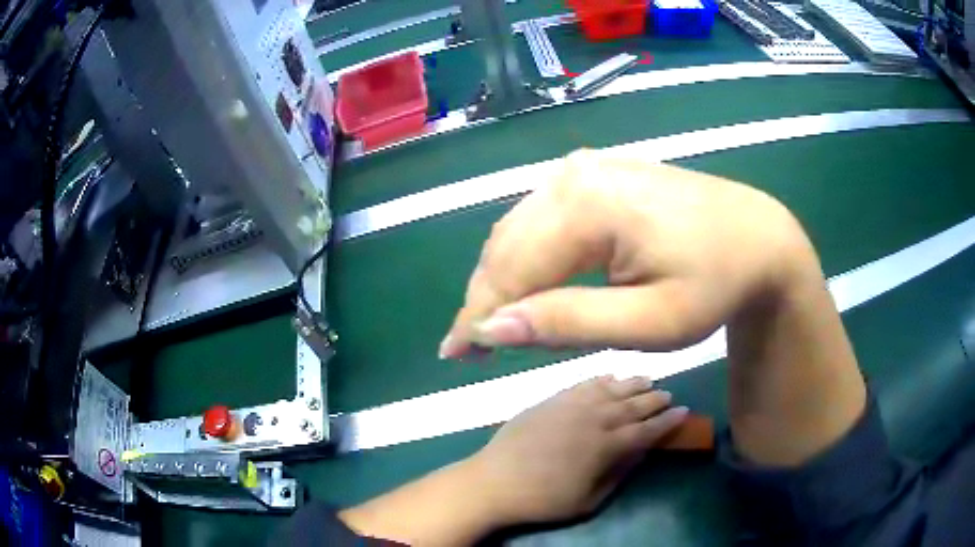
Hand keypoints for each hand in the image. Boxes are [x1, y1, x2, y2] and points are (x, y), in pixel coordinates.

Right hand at [439, 150, 817, 357]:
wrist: (757, 237)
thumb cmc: (716, 284)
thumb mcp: (651, 321)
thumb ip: (570, 322)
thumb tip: (493, 328)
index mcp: (587, 204)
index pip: (513, 268)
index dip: (479, 316)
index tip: (454, 354)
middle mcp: (573, 174)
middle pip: (507, 245)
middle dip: (486, 298)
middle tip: (471, 348)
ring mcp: (582, 169)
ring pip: (518, 230)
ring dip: (503, 279)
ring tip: (496, 325)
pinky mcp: (593, 175)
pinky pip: (541, 219)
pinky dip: (527, 257)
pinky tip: (530, 287)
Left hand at [471, 375, 687, 525]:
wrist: (494, 482)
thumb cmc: (543, 500)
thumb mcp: (589, 500)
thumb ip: (618, 474)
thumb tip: (640, 453)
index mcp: (607, 446)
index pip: (647, 430)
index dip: (667, 421)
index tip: (683, 411)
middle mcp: (594, 419)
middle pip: (633, 405)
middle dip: (654, 399)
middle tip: (669, 394)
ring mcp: (571, 405)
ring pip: (611, 389)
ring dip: (632, 383)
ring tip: (647, 379)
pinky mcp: (551, 400)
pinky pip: (583, 384)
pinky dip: (600, 379)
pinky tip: (610, 377)